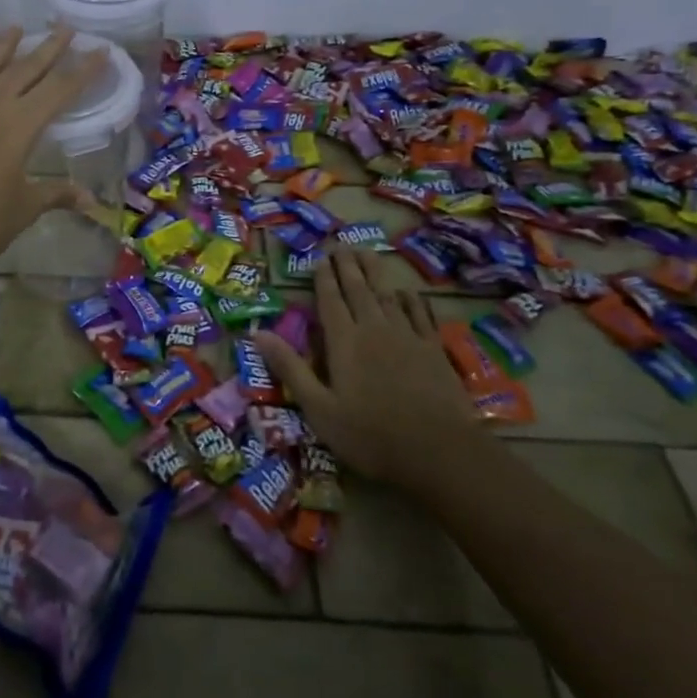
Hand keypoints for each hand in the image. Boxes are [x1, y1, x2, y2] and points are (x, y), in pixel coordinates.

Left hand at [0, 26, 105, 285]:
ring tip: (16, 27)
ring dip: (4, 45)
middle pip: (25, 68)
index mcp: (19, 126)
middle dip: (49, 47)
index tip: (101, 51)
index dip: (83, 70)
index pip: (59, 90)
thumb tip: (91, 200)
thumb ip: (56, 195)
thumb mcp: (22, 209)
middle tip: (66, 27)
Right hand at [253, 249, 484, 492]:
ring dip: (376, 272)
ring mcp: (407, 337)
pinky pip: (420, 314)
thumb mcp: (318, 408)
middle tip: (342, 244)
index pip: (330, 300)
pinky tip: (407, 292)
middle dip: (348, 265)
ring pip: (387, 294)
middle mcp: (374, 329)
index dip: (323, 277)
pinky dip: (411, 299)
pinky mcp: (433, 350)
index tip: (320, 258)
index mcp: (344, 341)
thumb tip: (256, 332)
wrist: (440, 452)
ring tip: (368, 252)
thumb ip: (289, 367)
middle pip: (358, 289)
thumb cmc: (370, 435)